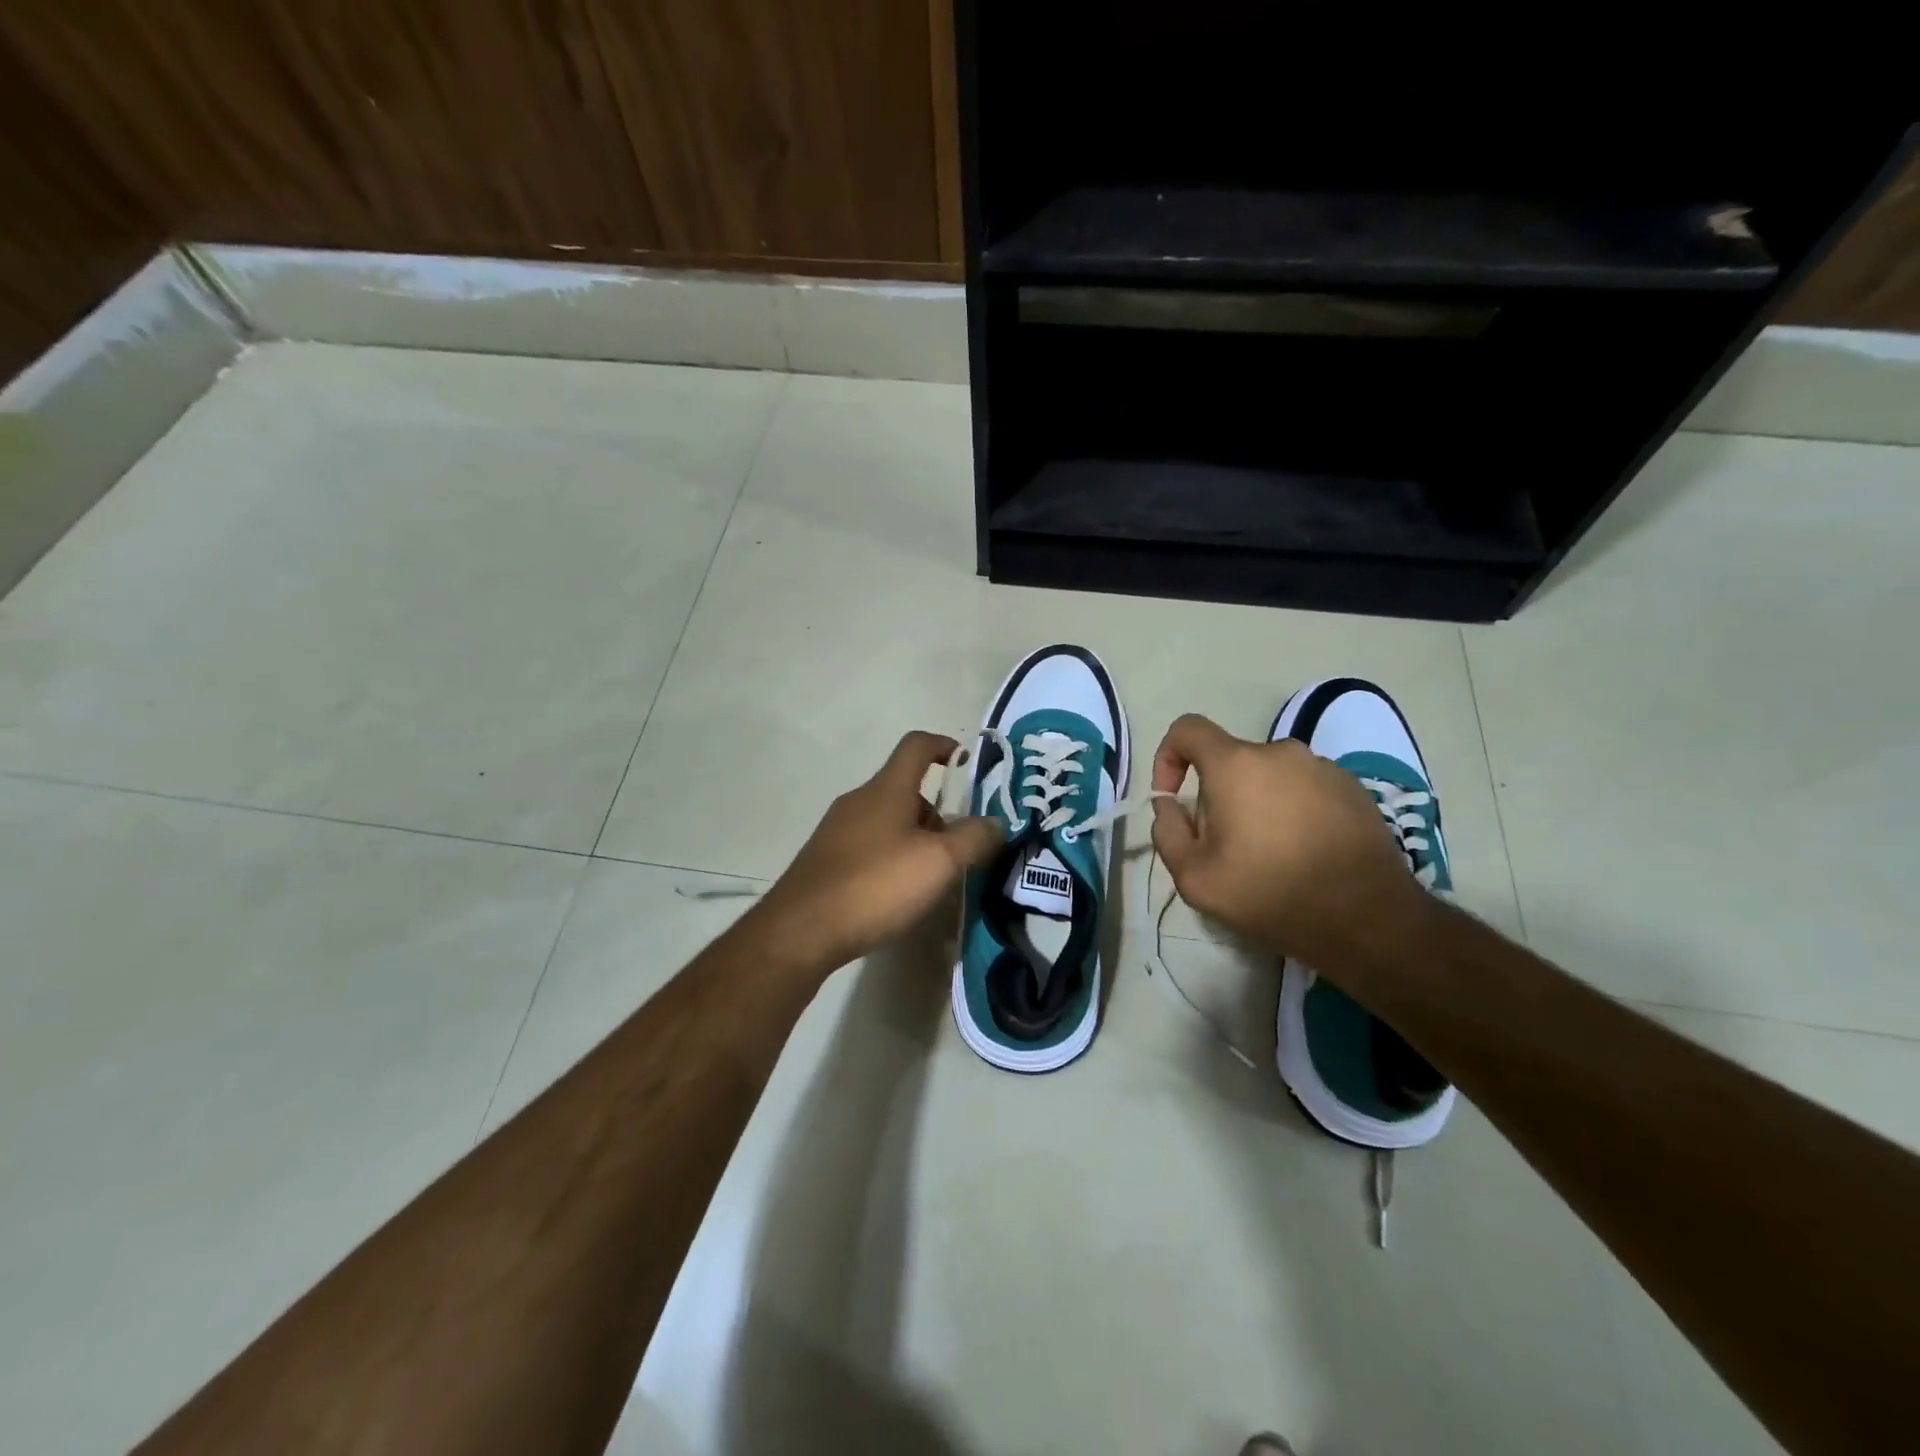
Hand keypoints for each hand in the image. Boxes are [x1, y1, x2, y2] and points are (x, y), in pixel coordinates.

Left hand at [743, 731, 1002, 975]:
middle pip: (906, 789)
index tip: (969, 764)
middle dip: (939, 813)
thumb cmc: (876, 884)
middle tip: (961, 848)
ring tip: (935, 878)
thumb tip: (995, 822)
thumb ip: (974, 838)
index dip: (945, 746)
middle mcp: (859, 800)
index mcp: (887, 788)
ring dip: (917, 839)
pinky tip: (899, 895)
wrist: (801, 930)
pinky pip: (870, 846)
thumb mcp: (939, 862)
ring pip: (888, 820)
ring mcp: (838, 830)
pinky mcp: (826, 860)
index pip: (917, 745)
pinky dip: (892, 858)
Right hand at [1149, 713, 1429, 970]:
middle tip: (1225, 847)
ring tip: (1269, 855)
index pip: (1187, 729)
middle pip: (1229, 762)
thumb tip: (1170, 806)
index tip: (1173, 798)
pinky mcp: (1353, 788)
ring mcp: (1322, 767)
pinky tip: (1304, 853)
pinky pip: (1304, 788)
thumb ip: (1168, 832)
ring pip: (1268, 776)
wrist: (1368, 920)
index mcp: (1236, 764)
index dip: (1168, 757)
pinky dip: (1292, 811)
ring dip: (1256, 805)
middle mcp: (1280, 752)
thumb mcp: (1195, 877)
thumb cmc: (1271, 894)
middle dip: (1216, 797)